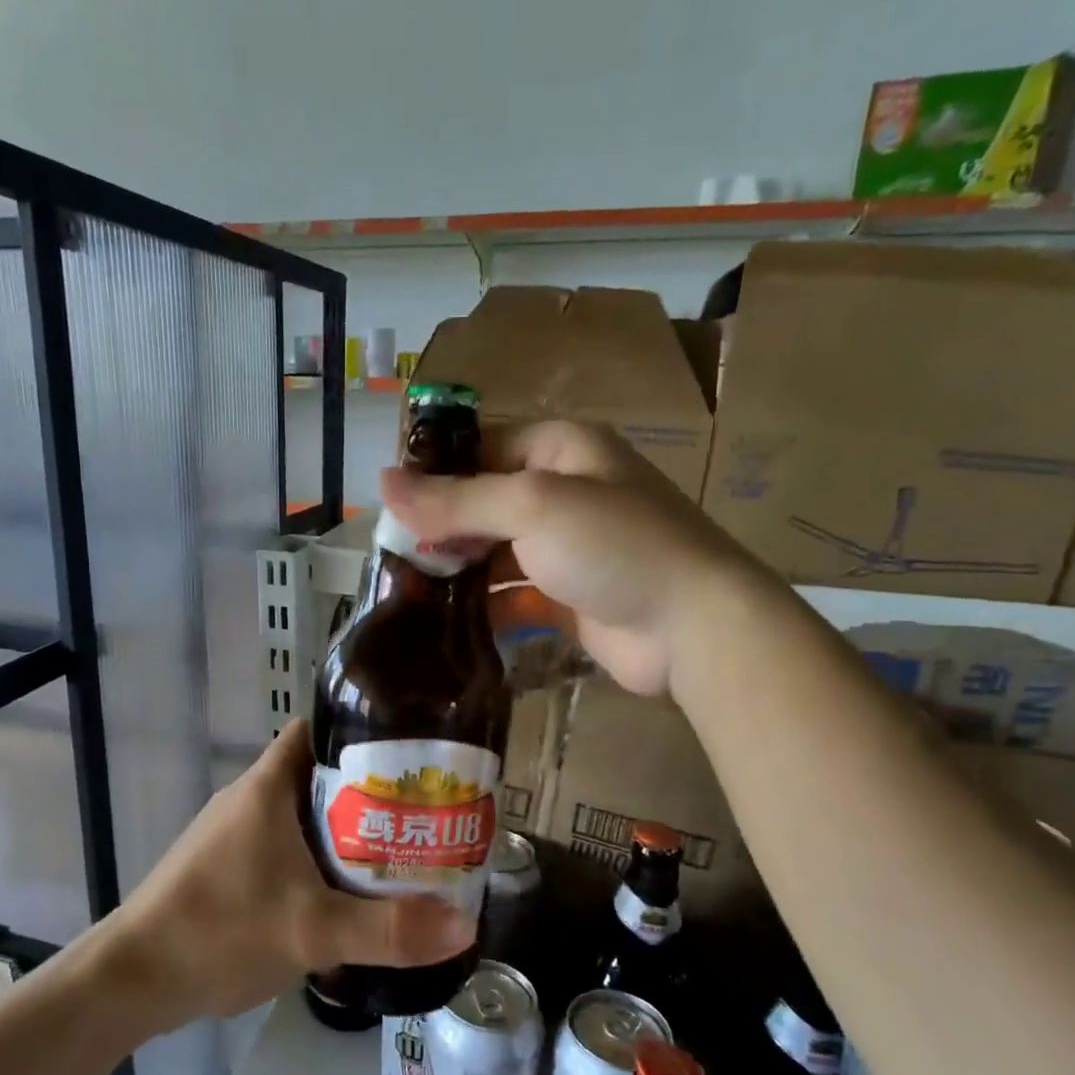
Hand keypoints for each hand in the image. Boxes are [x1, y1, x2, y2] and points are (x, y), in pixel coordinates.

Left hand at [102, 719, 474, 1028]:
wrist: (134, 980)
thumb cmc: (220, 931)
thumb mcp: (313, 930)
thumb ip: (389, 928)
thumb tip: (466, 925)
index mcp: (266, 786)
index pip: (317, 729)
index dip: (361, 732)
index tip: (410, 752)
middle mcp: (250, 798)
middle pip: (319, 774)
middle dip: (369, 789)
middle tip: (421, 810)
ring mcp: (235, 834)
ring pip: (303, 814)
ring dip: (345, 828)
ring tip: (399, 847)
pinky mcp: (228, 867)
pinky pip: (286, 846)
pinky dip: (318, 857)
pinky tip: (347, 889)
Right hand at [380, 421, 743, 696]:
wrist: (692, 627)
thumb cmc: (615, 545)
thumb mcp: (532, 506)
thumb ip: (456, 499)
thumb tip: (382, 482)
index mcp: (563, 450)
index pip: (483, 447)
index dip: (436, 470)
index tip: (389, 503)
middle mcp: (565, 493)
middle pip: (485, 502)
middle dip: (441, 527)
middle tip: (393, 554)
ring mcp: (568, 549)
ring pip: (496, 551)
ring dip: (457, 569)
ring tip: (407, 589)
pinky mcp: (568, 597)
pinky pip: (513, 594)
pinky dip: (483, 605)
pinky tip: (445, 622)